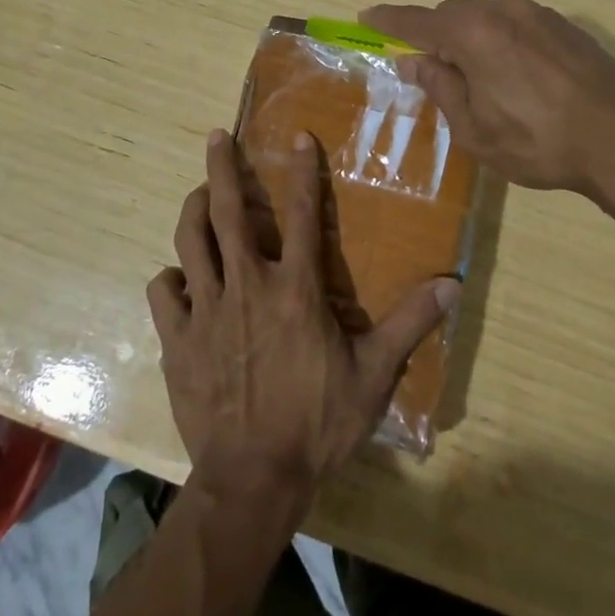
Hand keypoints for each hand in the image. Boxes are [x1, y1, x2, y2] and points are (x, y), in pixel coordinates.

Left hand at [148, 130, 458, 506]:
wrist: (253, 479)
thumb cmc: (317, 423)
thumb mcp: (374, 375)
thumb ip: (410, 323)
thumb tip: (452, 284)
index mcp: (295, 288)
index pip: (301, 214)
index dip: (302, 171)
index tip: (298, 136)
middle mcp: (246, 284)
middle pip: (228, 211)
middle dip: (223, 167)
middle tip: (216, 136)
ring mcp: (206, 309)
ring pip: (190, 241)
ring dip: (193, 210)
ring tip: (199, 195)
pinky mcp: (177, 338)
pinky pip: (163, 291)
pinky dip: (169, 278)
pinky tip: (177, 279)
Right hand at [362, 0, 614, 205]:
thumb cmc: (538, 141)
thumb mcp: (475, 128)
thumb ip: (440, 88)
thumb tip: (413, 61)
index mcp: (473, 33)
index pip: (416, 21)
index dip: (388, 21)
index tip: (366, 17)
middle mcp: (503, 11)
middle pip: (453, 16)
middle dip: (434, 37)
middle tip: (428, 69)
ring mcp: (538, 15)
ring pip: (487, 19)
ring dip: (471, 41)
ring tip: (477, 81)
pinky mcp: (565, 26)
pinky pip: (516, 26)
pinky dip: (501, 43)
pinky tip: (515, 77)